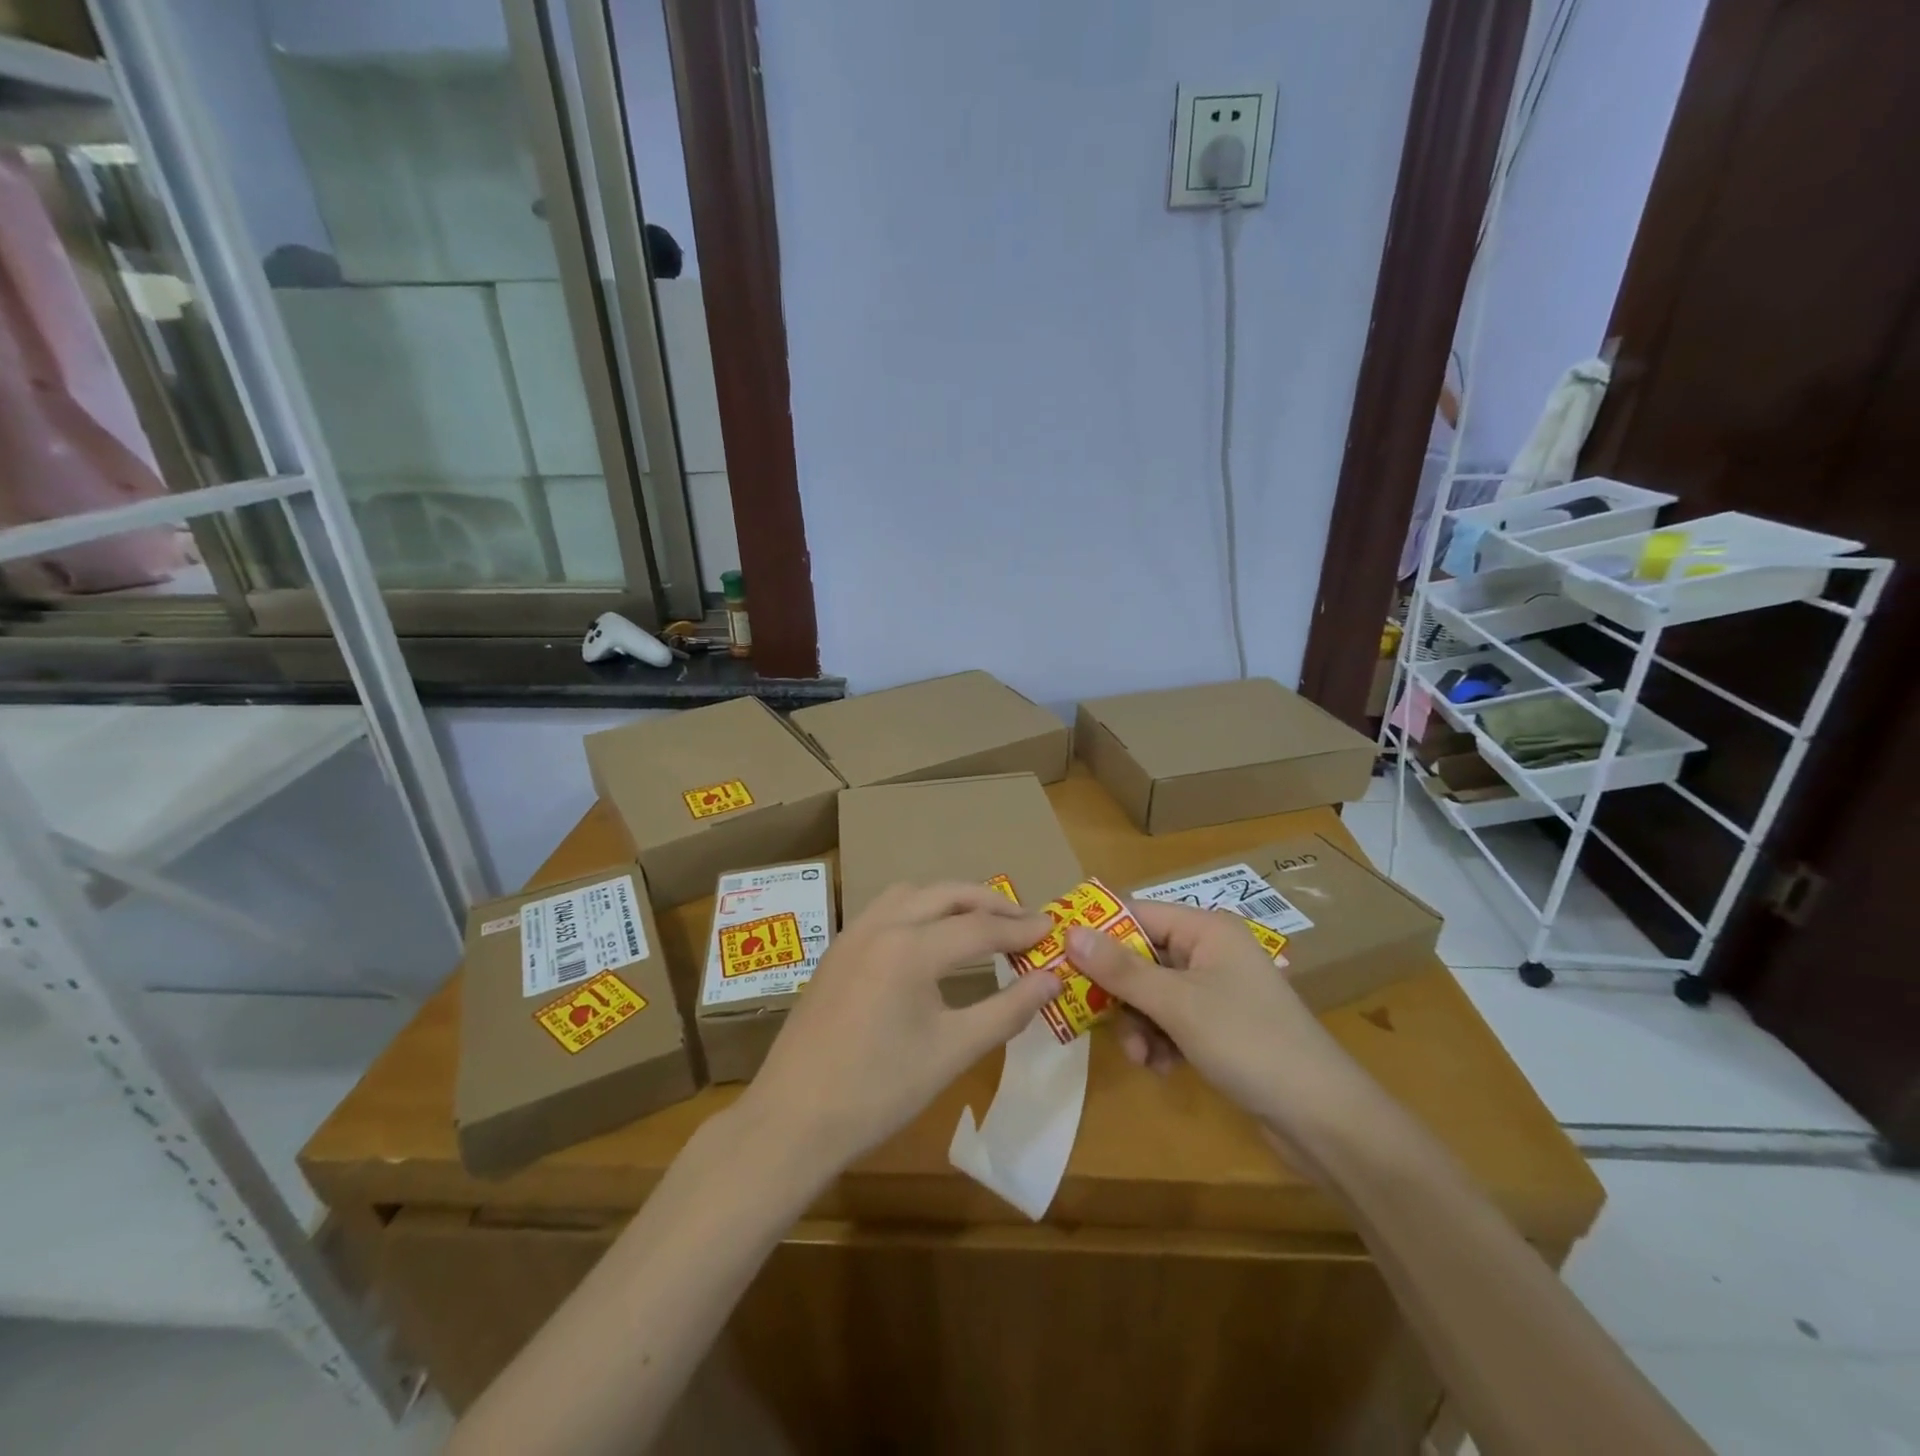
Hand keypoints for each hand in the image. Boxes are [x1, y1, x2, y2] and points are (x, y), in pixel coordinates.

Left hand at [738, 883, 1061, 1176]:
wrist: (793, 1120)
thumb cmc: (879, 1091)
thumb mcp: (952, 1052)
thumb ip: (1007, 1010)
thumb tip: (1052, 979)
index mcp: (910, 948)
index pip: (979, 927)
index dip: (1020, 928)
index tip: (1053, 927)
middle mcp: (881, 926)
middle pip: (946, 894)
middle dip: (989, 902)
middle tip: (1024, 919)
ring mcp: (853, 934)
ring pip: (912, 893)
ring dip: (950, 898)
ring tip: (980, 921)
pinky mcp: (837, 950)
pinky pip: (886, 909)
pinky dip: (919, 909)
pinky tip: (929, 938)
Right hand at [1063, 900, 1371, 1151]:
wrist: (1323, 1118)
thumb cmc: (1249, 1042)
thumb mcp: (1178, 1004)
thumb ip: (1121, 969)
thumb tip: (1070, 932)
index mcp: (1206, 928)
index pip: (1136, 913)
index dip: (1097, 932)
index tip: (1058, 954)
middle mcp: (1210, 951)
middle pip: (1141, 957)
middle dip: (1120, 993)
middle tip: (1095, 1019)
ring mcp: (1216, 990)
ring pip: (1152, 994)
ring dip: (1138, 1024)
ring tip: (1141, 1057)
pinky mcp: (1220, 1026)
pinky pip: (1171, 1021)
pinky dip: (1159, 1041)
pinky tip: (1161, 1068)